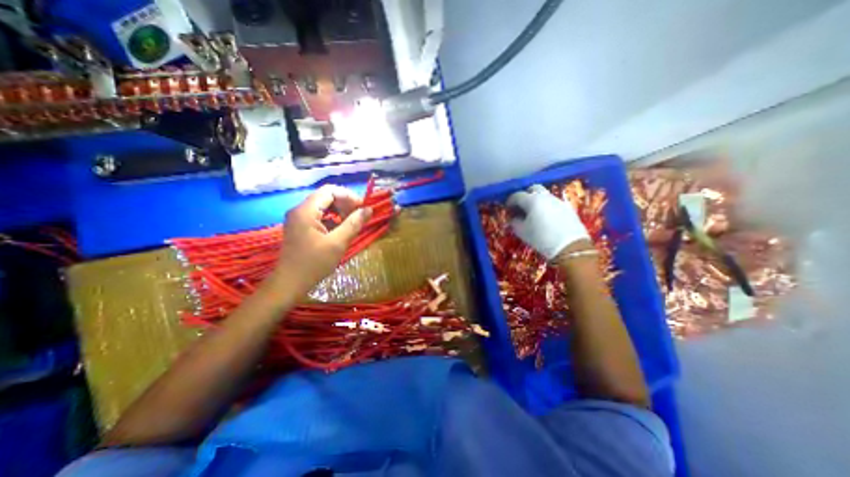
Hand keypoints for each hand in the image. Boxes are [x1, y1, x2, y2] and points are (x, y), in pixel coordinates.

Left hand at [269, 184, 373, 296]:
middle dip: (345, 203)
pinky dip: (332, 219)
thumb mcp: (338, 243)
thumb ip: (354, 224)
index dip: (348, 196)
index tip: (362, 207)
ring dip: (340, 211)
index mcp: (306, 211)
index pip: (329, 191)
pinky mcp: (300, 227)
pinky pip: (319, 216)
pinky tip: (341, 230)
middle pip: (326, 197)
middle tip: (359, 216)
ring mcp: (298, 219)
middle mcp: (299, 210)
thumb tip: (369, 209)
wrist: (290, 284)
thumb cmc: (314, 264)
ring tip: (352, 223)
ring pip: (323, 206)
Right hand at [506, 185, 588, 260]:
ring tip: (533, 214)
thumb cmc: (541, 238)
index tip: (507, 208)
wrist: (570, 246)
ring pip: (545, 196)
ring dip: (537, 201)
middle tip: (521, 207)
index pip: (517, 195)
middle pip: (533, 189)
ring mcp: (558, 201)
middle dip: (525, 195)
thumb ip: (515, 222)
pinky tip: (546, 219)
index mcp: (532, 200)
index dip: (510, 201)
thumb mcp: (522, 232)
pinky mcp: (568, 209)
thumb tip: (513, 218)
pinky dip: (547, 207)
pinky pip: (553, 204)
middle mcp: (545, 197)